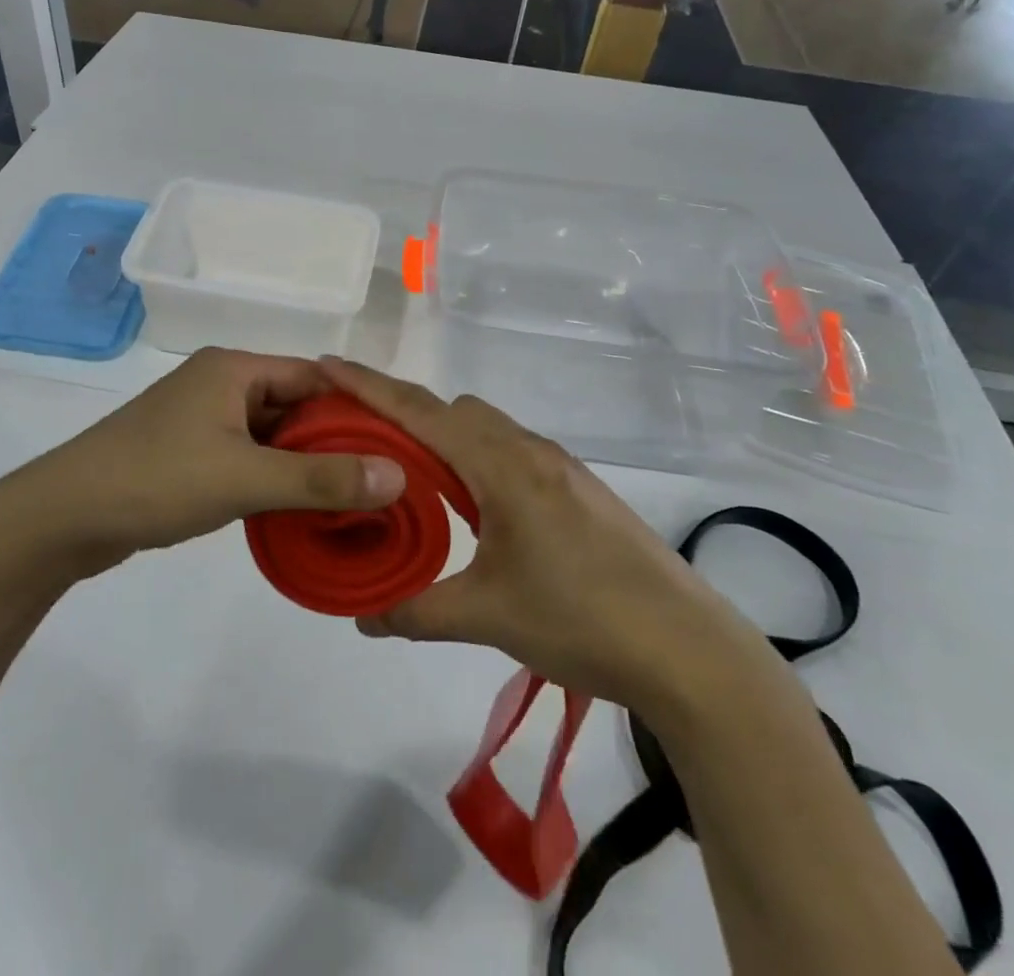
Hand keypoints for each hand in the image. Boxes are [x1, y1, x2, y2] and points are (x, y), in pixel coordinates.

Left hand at [23, 350, 405, 576]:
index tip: (396, 444)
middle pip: (294, 405)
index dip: (357, 408)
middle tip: (380, 479)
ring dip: (303, 463)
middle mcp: (220, 384)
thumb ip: (321, 479)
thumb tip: (398, 476)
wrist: (62, 517)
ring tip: (350, 498)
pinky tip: (298, 509)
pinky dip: (273, 477)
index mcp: (234, 368)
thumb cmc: (156, 480)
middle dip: (334, 441)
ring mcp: (201, 419)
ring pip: (271, 435)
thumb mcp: (244, 478)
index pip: (314, 377)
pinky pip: (247, 456)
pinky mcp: (188, 452)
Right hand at [321, 359, 769, 706]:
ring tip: (414, 481)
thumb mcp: (488, 616)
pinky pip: (511, 453)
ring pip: (486, 430)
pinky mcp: (580, 489)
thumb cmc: (581, 620)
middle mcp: (529, 451)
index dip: (368, 387)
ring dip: (445, 440)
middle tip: (364, 445)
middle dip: (405, 414)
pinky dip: (477, 461)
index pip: (420, 412)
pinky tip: (475, 509)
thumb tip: (362, 618)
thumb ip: (416, 610)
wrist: (687, 648)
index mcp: (502, 466)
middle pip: (453, 411)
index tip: (326, 364)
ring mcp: (560, 467)